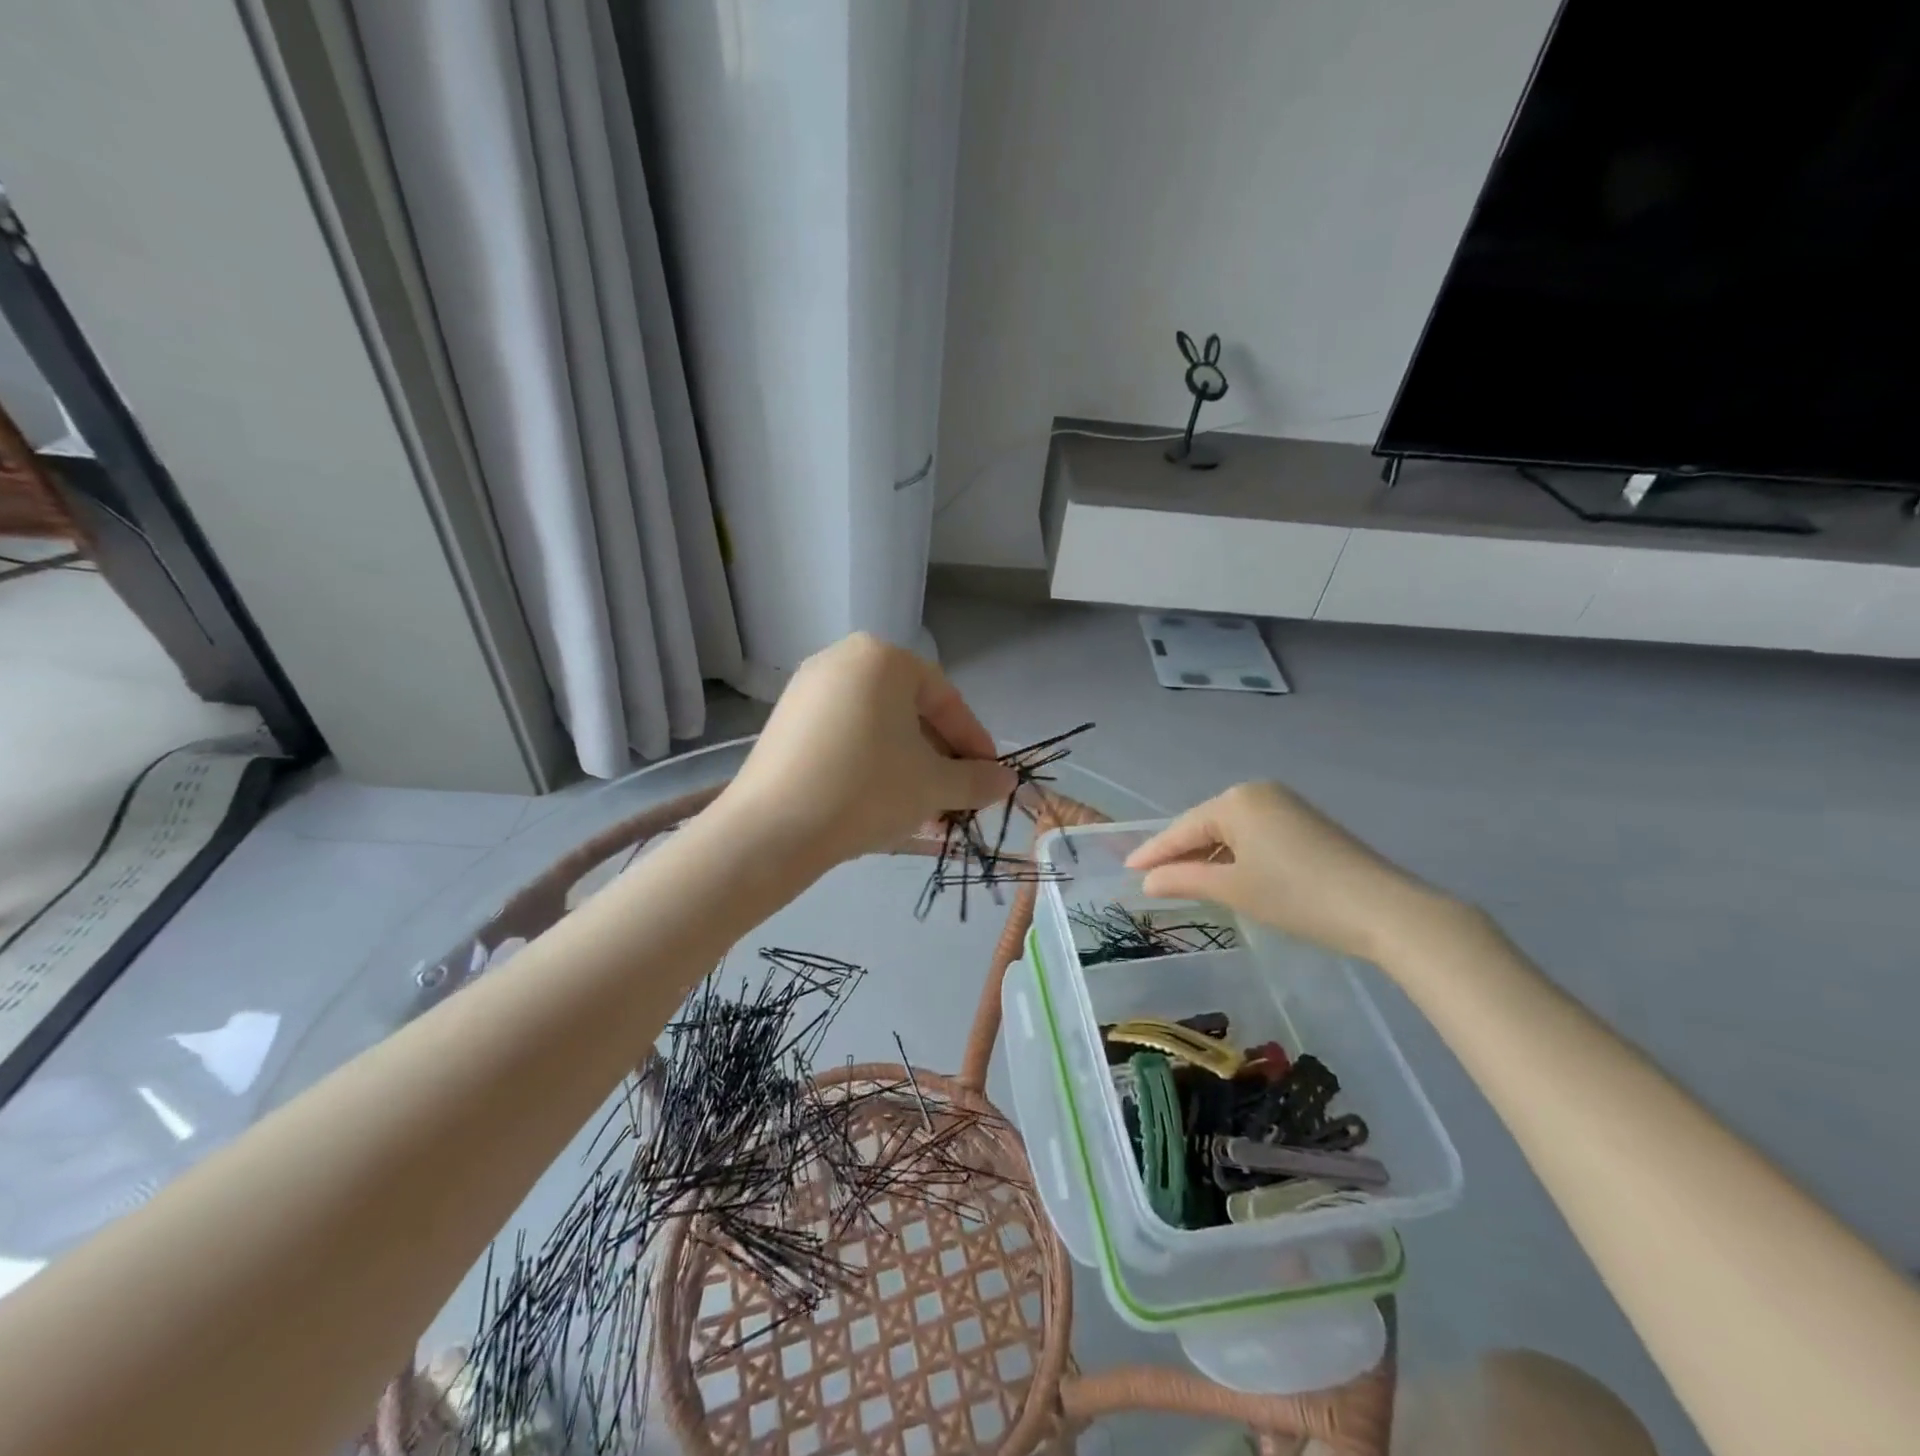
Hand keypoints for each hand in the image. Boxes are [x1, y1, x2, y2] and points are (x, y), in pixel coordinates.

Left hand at [719, 633, 1016, 864]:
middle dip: (939, 757)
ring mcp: (807, 689)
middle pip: (909, 711)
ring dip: (908, 765)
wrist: (771, 830)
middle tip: (955, 797)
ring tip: (922, 807)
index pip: (945, 699)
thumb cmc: (866, 790)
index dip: (974, 742)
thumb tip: (1007, 781)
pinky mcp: (785, 721)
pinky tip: (879, 801)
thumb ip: (977, 779)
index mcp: (883, 658)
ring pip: (877, 726)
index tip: (989, 778)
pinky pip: (844, 735)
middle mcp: (842, 659)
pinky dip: (870, 762)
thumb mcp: (933, 785)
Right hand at [1124, 781, 1453, 963]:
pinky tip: (1227, 875)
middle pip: (1205, 826)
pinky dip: (1236, 856)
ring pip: (1231, 832)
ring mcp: (1285, 805)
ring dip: (1208, 857)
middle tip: (1152, 878)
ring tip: (1183, 881)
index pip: (1182, 829)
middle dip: (1180, 853)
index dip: (1154, 852)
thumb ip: (1183, 880)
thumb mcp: (1233, 890)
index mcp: (1236, 800)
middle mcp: (1258, 792)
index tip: (1127, 870)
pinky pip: (1255, 835)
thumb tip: (1146, 881)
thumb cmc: (1297, 896)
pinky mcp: (1306, 824)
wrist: (1383, 909)